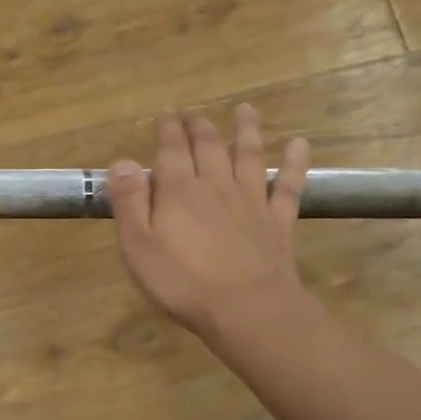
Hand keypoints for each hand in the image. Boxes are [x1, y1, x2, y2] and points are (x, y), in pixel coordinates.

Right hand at [107, 107, 312, 345]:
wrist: (246, 308)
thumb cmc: (182, 281)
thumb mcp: (138, 245)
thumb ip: (129, 201)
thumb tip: (122, 161)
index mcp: (179, 190)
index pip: (171, 150)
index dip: (168, 129)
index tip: (166, 114)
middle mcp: (216, 185)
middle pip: (209, 147)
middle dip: (199, 126)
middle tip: (193, 113)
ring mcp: (251, 201)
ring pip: (249, 156)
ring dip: (247, 131)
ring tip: (245, 110)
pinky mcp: (278, 221)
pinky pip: (288, 185)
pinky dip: (294, 162)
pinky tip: (298, 144)